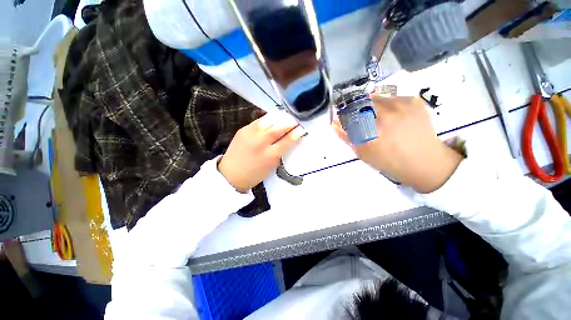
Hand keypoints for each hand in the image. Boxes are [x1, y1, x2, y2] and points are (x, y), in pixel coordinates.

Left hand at [218, 113, 305, 192]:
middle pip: (279, 127)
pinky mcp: (243, 129)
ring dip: (280, 117)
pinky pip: (259, 120)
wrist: (232, 174)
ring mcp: (251, 134)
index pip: (288, 140)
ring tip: (285, 117)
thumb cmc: (255, 173)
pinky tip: (273, 119)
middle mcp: (261, 142)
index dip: (296, 133)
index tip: (302, 128)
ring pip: (269, 119)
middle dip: (290, 122)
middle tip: (295, 120)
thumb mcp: (272, 165)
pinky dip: (269, 118)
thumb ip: (281, 151)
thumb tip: (289, 138)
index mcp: (271, 155)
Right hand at [333, 95, 462, 192]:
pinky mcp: (414, 101)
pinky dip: (387, 105)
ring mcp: (402, 104)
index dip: (345, 115)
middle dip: (358, 110)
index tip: (344, 119)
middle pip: (362, 101)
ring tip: (379, 120)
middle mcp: (387, 113)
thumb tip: (334, 124)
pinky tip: (393, 117)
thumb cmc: (389, 161)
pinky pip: (392, 97)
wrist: (425, 162)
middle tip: (363, 121)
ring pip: (377, 98)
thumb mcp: (363, 153)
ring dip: (372, 107)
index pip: (349, 112)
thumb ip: (347, 137)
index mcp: (372, 129)